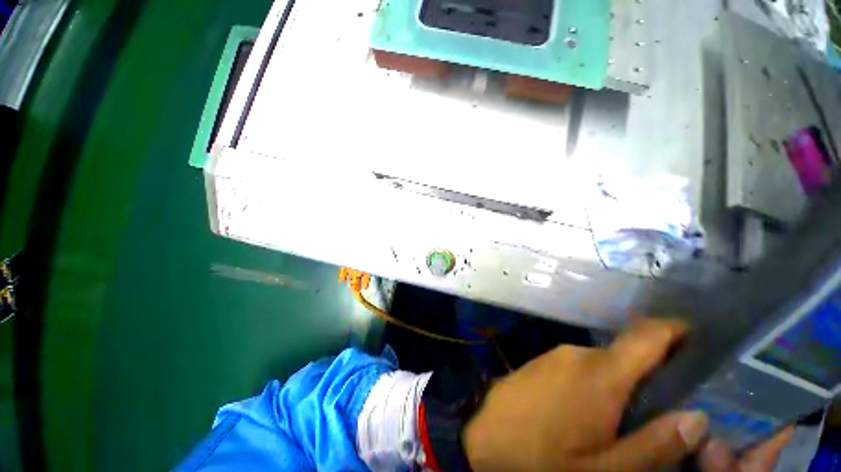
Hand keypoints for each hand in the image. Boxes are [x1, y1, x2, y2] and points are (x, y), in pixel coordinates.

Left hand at [461, 319, 791, 470]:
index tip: (698, 338)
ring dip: (619, 384)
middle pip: (626, 355)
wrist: (483, 436)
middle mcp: (577, 353)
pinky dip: (594, 384)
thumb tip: (698, 417)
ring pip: (602, 364)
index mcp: (601, 372)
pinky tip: (588, 412)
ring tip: (624, 418)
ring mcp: (555, 355)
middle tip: (665, 407)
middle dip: (649, 375)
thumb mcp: (606, 469)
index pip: (646, 335)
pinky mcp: (540, 362)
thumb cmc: (544, 458)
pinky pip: (578, 367)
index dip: (675, 330)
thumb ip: (655, 443)